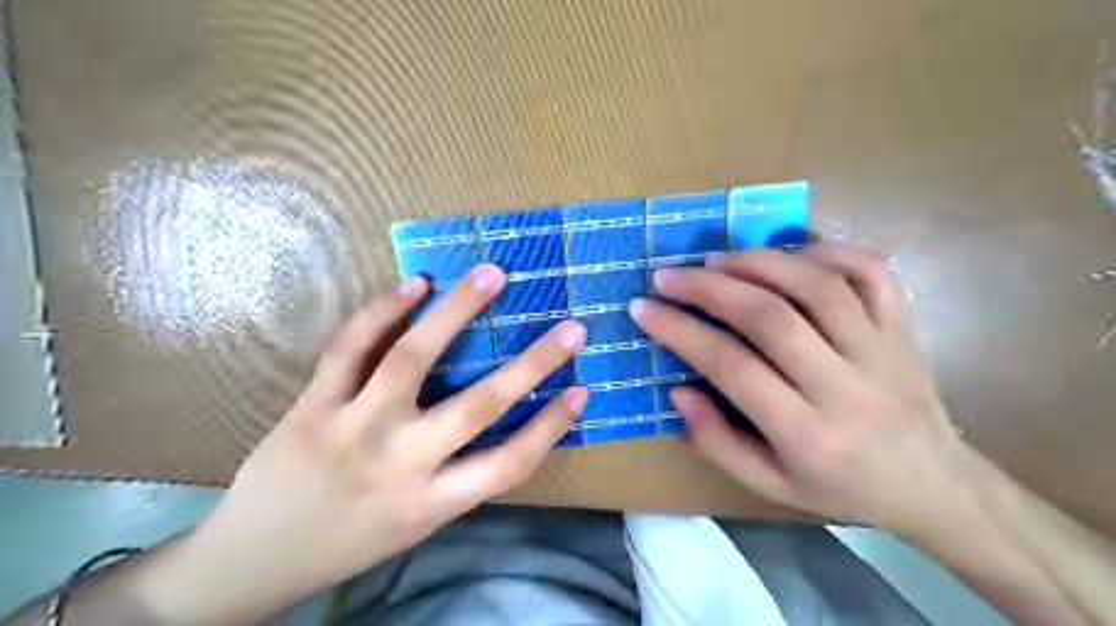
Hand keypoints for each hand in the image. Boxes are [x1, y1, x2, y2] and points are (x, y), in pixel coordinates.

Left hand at [178, 261, 586, 615]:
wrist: (252, 560)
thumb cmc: (347, 543)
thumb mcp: (415, 526)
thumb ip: (456, 478)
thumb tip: (499, 427)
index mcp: (431, 503)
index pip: (508, 464)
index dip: (551, 427)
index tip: (581, 390)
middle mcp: (400, 463)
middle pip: (478, 406)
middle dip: (532, 363)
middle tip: (570, 327)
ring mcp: (353, 427)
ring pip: (413, 358)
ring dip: (457, 311)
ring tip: (491, 275)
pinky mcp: (313, 404)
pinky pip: (350, 348)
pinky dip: (383, 310)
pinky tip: (415, 284)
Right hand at [631, 243, 979, 533]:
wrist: (935, 486)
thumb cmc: (841, 488)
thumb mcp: (770, 485)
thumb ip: (717, 441)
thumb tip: (678, 389)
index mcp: (807, 434)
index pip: (732, 368)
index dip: (680, 332)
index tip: (643, 309)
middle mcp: (845, 386)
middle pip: (772, 318)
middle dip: (710, 289)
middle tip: (669, 275)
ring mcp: (881, 349)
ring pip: (817, 286)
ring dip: (758, 263)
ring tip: (715, 259)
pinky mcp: (902, 327)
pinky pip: (871, 272)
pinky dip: (826, 250)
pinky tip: (788, 253)